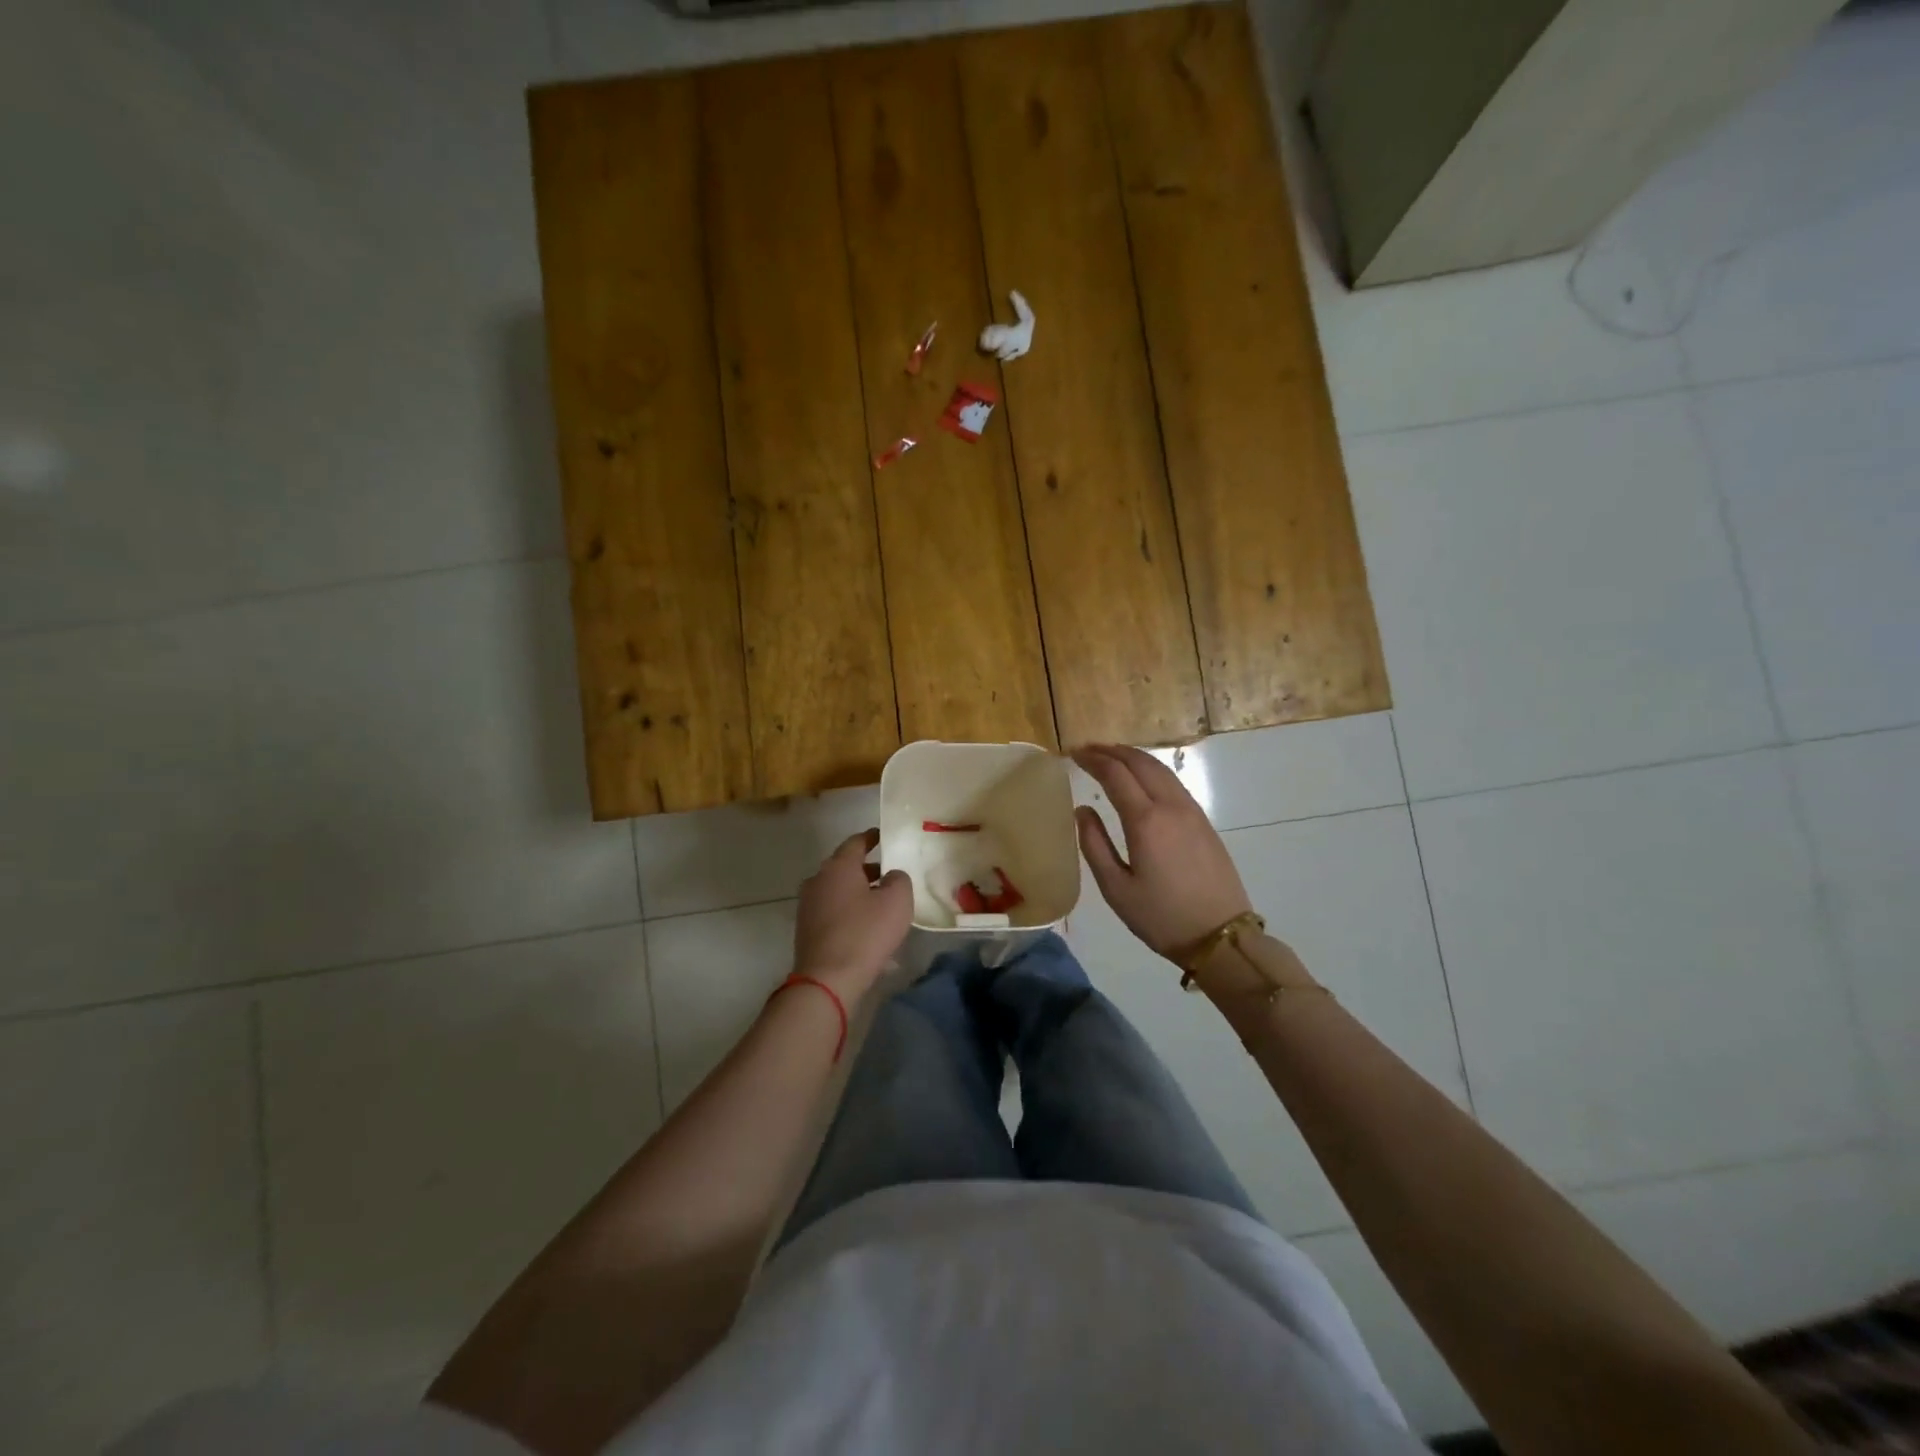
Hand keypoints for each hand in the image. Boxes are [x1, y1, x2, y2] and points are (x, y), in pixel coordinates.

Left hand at [793, 829, 912, 1000]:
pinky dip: (848, 911)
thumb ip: (899, 879)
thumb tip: (891, 876)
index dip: (871, 837)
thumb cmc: (865, 933)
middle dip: (867, 869)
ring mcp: (808, 905)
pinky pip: (832, 911)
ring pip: (837, 890)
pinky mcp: (806, 929)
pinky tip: (866, 927)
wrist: (827, 979)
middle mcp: (818, 880)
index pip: (855, 842)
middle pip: (844, 867)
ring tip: (881, 904)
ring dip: (858, 892)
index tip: (883, 836)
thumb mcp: (897, 901)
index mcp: (838, 867)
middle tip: (888, 873)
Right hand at [1074, 745, 1253, 960]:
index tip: (1073, 754)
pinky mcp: (1203, 821)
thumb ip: (1094, 845)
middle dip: (1112, 751)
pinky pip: (1173, 783)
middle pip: (1140, 762)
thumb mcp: (1116, 889)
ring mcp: (1192, 811)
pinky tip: (1141, 779)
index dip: (1092, 759)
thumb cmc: (1162, 917)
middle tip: (1087, 750)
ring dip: (1133, 757)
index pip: (1115, 774)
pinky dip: (1151, 770)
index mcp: (1146, 821)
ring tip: (1111, 757)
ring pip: (1160, 769)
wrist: (1221, 936)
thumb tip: (1083, 809)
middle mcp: (1170, 806)